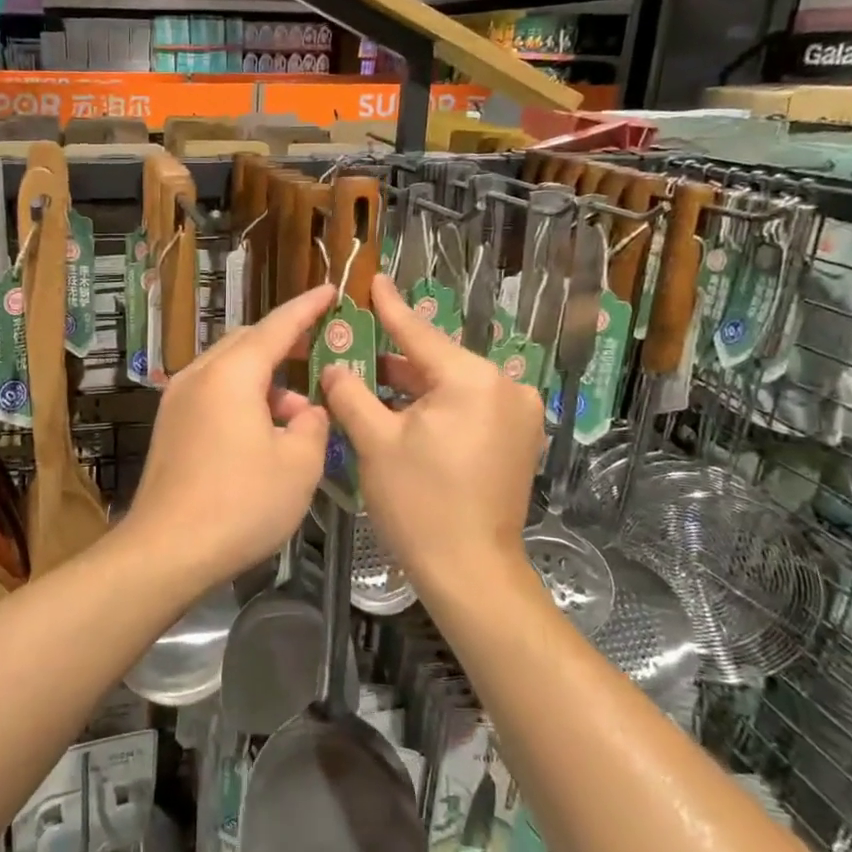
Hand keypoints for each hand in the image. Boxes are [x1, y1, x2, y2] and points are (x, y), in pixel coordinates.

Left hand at [123, 285, 335, 585]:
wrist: (167, 550)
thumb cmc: (241, 503)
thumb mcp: (299, 464)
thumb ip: (313, 425)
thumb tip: (305, 413)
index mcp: (231, 374)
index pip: (277, 326)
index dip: (307, 308)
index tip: (331, 290)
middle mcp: (199, 376)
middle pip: (247, 344)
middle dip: (285, 344)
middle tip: (319, 350)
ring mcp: (177, 401)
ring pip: (229, 371)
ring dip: (265, 382)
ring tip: (298, 414)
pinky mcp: (170, 427)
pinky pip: (213, 395)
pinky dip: (243, 400)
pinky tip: (263, 434)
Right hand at [320, 274, 542, 580]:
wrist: (471, 571)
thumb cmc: (420, 504)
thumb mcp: (375, 442)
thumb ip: (351, 394)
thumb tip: (334, 367)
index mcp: (472, 380)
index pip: (420, 333)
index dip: (390, 307)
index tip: (374, 279)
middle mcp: (505, 388)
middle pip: (438, 360)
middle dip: (395, 356)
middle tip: (356, 344)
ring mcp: (518, 416)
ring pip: (453, 386)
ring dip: (414, 385)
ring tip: (371, 378)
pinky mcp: (517, 440)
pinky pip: (469, 407)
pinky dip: (437, 406)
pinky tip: (403, 410)